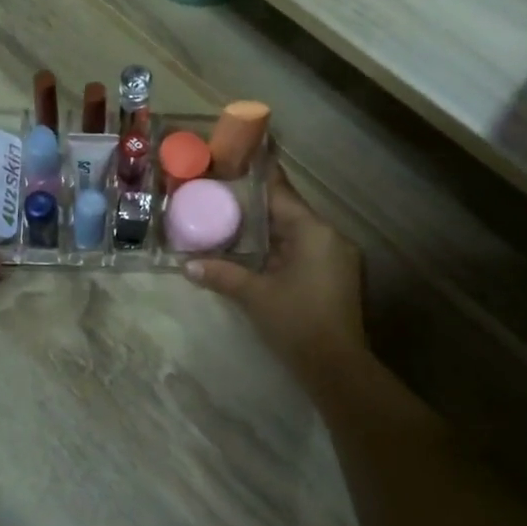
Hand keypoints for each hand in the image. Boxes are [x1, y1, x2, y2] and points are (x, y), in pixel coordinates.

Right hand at [184, 165, 366, 374]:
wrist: (338, 368)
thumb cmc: (296, 323)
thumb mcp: (254, 296)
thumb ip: (222, 274)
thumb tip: (187, 264)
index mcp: (313, 231)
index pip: (280, 192)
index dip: (257, 175)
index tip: (237, 157)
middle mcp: (329, 235)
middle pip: (288, 211)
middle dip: (257, 206)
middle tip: (223, 194)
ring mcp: (337, 256)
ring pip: (296, 232)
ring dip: (268, 229)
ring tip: (233, 220)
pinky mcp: (337, 275)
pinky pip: (305, 249)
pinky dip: (281, 247)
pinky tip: (256, 253)